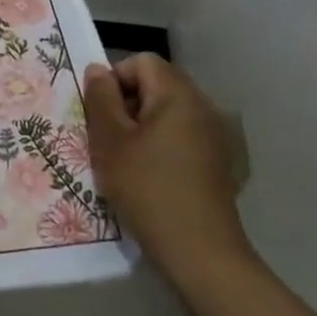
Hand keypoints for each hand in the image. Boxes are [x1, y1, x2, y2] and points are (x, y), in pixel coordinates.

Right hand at [85, 55, 253, 288]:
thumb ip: (100, 98)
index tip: (100, 115)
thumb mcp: (111, 141)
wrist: (201, 253)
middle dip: (127, 104)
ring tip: (125, 161)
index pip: (141, 62)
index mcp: (178, 94)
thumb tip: (97, 69)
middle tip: (108, 139)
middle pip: (156, 85)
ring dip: (142, 127)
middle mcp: (202, 106)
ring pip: (168, 113)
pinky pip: (182, 137)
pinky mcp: (218, 162)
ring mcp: (215, 135)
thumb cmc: (149, 189)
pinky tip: (150, 179)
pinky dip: (162, 147)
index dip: (114, 79)